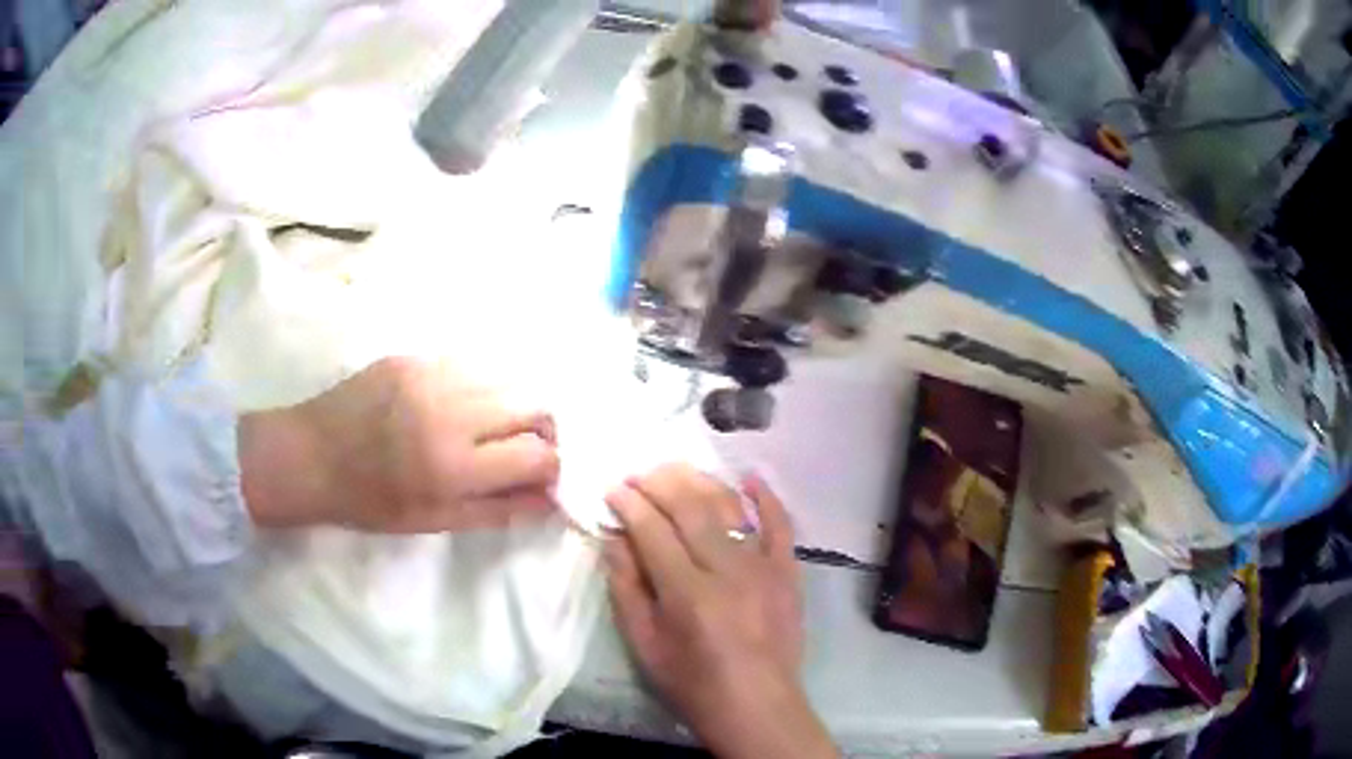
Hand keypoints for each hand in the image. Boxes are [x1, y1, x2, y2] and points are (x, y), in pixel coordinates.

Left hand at [239, 357, 559, 532]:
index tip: (539, 477)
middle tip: (522, 448)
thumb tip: (549, 498)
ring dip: (513, 403)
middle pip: (535, 403)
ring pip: (508, 376)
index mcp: (454, 465)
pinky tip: (458, 404)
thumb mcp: (434, 521)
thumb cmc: (369, 501)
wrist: (310, 455)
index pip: (539, 454)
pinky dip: (480, 386)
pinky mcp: (414, 355)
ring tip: (491, 425)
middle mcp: (451, 410)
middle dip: (542, 430)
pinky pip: (470, 363)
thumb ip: (498, 509)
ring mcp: (432, 373)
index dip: (550, 468)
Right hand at [604, 464, 835, 758]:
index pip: (653, 529)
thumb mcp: (645, 645)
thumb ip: (627, 589)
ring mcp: (764, 566)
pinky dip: (767, 498)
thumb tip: (614, 539)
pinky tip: (751, 477)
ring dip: (701, 482)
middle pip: (691, 508)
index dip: (630, 504)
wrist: (757, 705)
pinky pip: (781, 525)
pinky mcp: (788, 572)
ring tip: (677, 471)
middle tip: (639, 475)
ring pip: (731, 507)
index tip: (613, 489)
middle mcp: (727, 569)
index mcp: (687, 592)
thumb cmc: (693, 683)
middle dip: (660, 483)